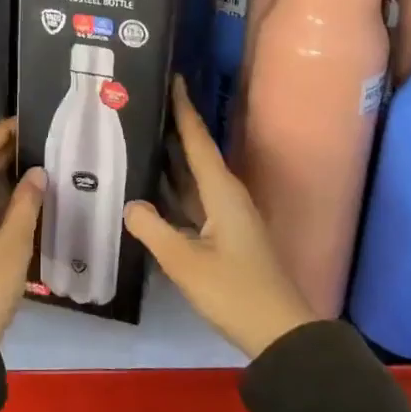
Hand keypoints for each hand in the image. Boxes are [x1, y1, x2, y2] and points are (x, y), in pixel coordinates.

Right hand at [125, 77, 316, 359]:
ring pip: (192, 179)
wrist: (279, 333)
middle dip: (171, 129)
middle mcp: (226, 196)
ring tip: (136, 139)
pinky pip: (192, 202)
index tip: (173, 78)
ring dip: (169, 161)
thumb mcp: (187, 263)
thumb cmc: (235, 292)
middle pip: (194, 154)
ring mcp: (226, 217)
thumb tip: (130, 205)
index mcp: (222, 192)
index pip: (198, 140)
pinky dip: (171, 192)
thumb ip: (154, 230)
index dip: (184, 109)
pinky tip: (148, 192)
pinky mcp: (223, 236)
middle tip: (138, 108)